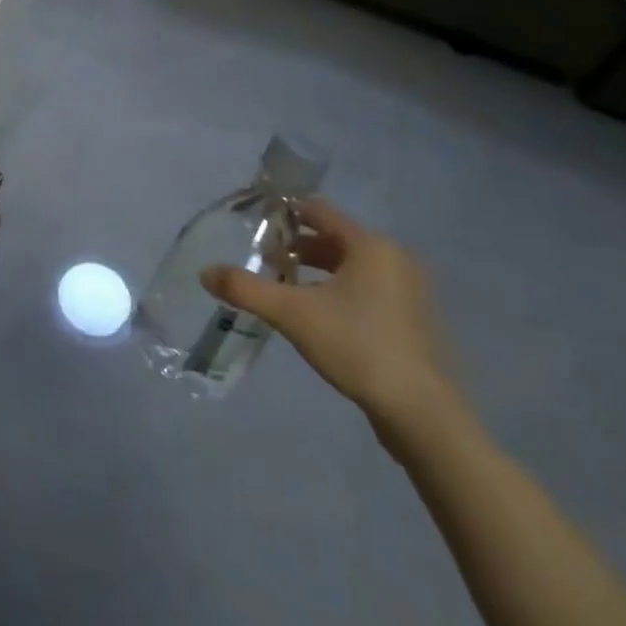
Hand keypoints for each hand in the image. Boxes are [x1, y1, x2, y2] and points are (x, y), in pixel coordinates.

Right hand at [201, 198, 460, 438]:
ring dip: (318, 271)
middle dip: (298, 246)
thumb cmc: (357, 346)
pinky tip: (318, 315)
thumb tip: (204, 272)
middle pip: (336, 239)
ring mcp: (409, 291)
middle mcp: (394, 259)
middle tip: (265, 258)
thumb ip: (246, 289)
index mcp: (370, 246)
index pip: (319, 212)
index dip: (285, 213)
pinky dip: (340, 291)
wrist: (421, 413)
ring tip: (285, 287)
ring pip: (352, 266)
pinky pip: (368, 290)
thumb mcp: (292, 314)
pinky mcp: (413, 321)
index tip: (256, 223)